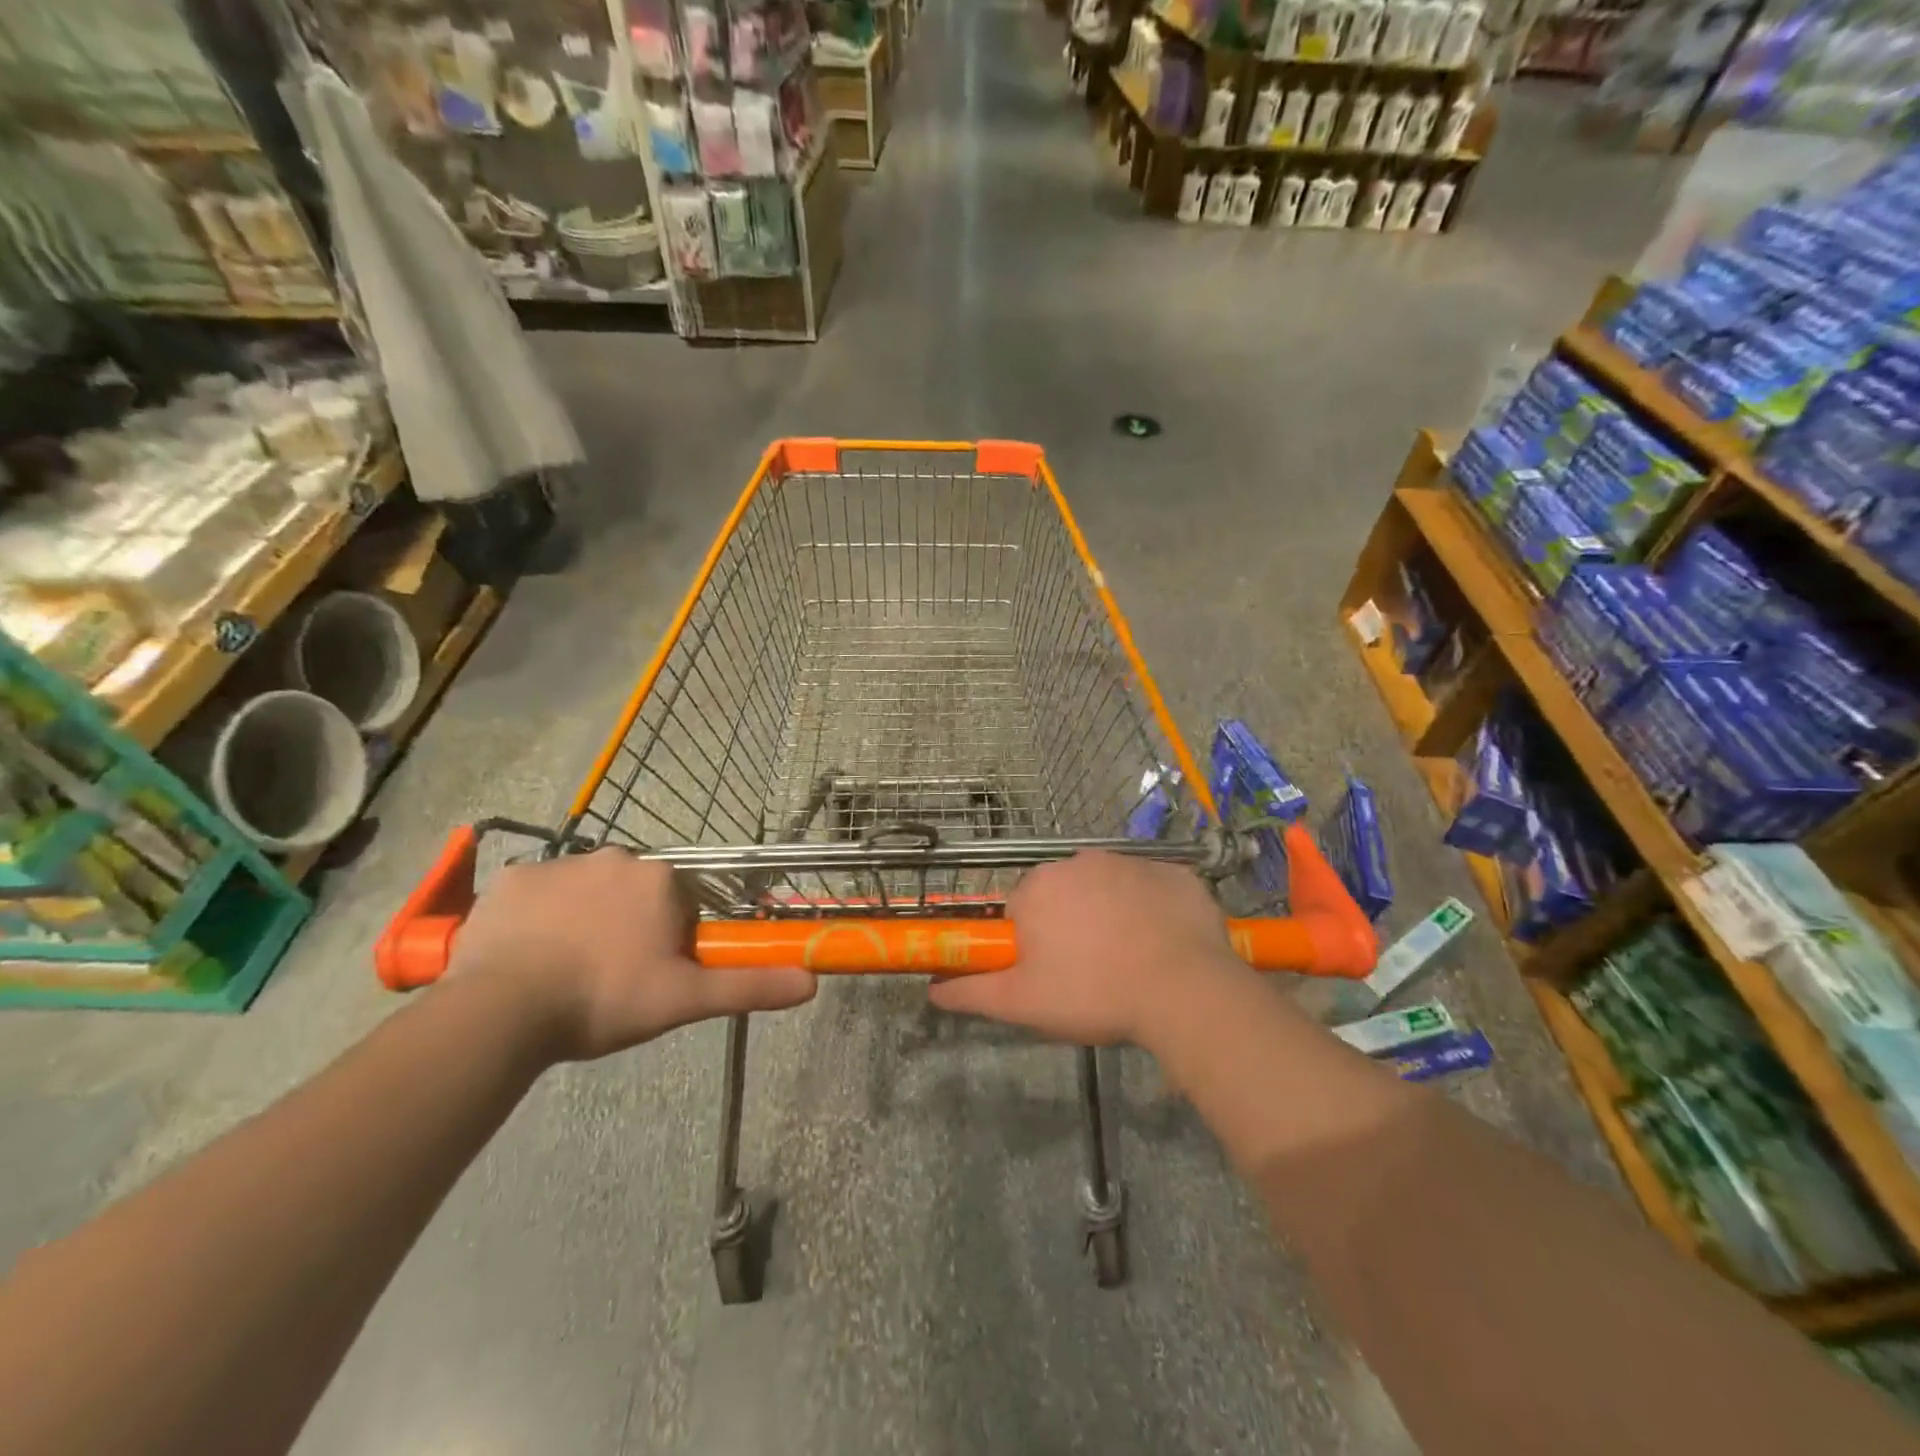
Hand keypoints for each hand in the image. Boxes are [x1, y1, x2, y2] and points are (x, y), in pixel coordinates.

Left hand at [447, 849, 816, 1060]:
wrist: (505, 1009)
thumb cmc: (606, 999)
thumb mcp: (685, 1000)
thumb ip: (749, 986)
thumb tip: (811, 983)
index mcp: (660, 879)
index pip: (678, 904)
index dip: (668, 941)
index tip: (648, 976)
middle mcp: (615, 857)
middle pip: (632, 894)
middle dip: (627, 927)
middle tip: (608, 978)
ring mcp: (559, 863)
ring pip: (585, 891)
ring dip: (583, 920)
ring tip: (563, 972)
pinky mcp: (512, 877)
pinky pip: (536, 893)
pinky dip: (538, 917)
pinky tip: (527, 954)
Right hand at [927, 850, 1248, 1045]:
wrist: (1183, 991)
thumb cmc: (1093, 993)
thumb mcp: (1022, 1003)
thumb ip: (972, 991)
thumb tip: (932, 991)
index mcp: (1040, 886)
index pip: (1022, 907)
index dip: (1033, 941)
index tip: (1051, 971)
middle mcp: (1081, 861)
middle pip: (1064, 893)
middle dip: (1071, 924)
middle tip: (1089, 971)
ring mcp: (1133, 862)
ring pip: (1110, 888)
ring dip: (1112, 914)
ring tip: (1130, 962)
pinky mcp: (1176, 873)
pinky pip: (1153, 889)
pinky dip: (1154, 911)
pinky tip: (1165, 946)